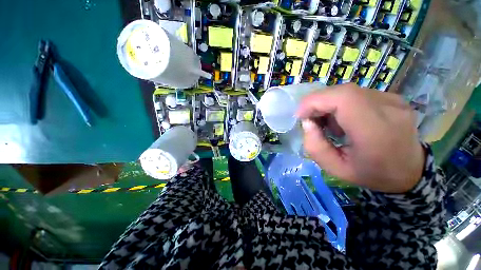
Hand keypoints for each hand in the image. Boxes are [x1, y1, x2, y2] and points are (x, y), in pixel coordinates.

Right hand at [297, 83, 424, 192]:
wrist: (408, 172)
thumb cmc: (370, 174)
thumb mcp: (334, 168)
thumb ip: (315, 146)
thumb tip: (307, 122)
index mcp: (376, 131)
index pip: (342, 99)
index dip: (315, 101)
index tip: (300, 115)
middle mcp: (389, 109)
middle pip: (342, 92)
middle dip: (318, 103)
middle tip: (311, 120)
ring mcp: (393, 100)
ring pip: (347, 92)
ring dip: (328, 105)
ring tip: (328, 124)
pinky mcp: (392, 97)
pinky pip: (356, 94)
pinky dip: (340, 104)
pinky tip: (343, 120)